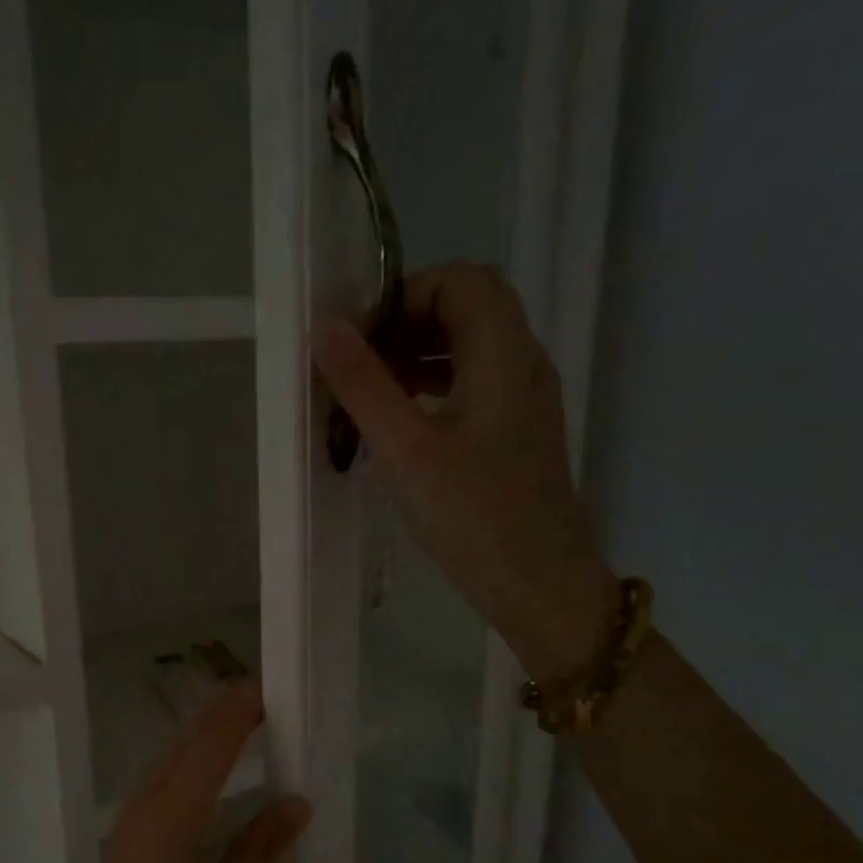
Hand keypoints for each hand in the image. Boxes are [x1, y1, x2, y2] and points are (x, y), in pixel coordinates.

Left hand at [0, 680, 310, 862]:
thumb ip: (256, 851)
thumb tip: (297, 801)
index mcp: (173, 816)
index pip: (212, 742)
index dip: (242, 707)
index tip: (276, 684)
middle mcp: (147, 803)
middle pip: (189, 738)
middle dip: (227, 709)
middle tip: (271, 694)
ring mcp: (131, 817)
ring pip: (172, 754)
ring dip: (208, 729)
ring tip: (249, 720)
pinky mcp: (125, 834)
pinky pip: (163, 776)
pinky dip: (192, 756)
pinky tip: (211, 770)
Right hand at [312, 262, 618, 681]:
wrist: (537, 582)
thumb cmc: (473, 514)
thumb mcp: (406, 449)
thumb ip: (365, 385)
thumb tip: (326, 328)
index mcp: (504, 353)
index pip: (460, 280)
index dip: (405, 294)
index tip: (359, 338)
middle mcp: (522, 363)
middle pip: (465, 309)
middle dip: (404, 326)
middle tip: (357, 367)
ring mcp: (522, 400)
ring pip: (467, 350)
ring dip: (414, 359)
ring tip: (366, 397)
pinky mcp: (514, 433)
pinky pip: (470, 386)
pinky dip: (430, 389)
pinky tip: (397, 427)